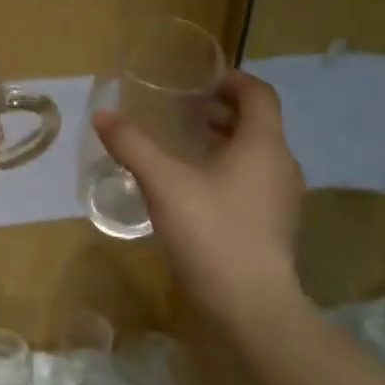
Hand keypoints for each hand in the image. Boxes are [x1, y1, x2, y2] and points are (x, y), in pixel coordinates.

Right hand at [94, 69, 305, 327]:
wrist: (250, 307)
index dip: (233, 80)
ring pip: (256, 155)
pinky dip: (229, 170)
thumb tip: (103, 115)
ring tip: (187, 144)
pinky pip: (254, 181)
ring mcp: (282, 199)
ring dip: (226, 141)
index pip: (259, 95)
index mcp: (263, 144)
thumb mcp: (163, 182)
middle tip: (186, 109)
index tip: (203, 78)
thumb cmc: (211, 231)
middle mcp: (281, 165)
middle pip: (258, 124)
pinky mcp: (274, 227)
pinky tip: (197, 187)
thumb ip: (133, 145)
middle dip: (224, 111)